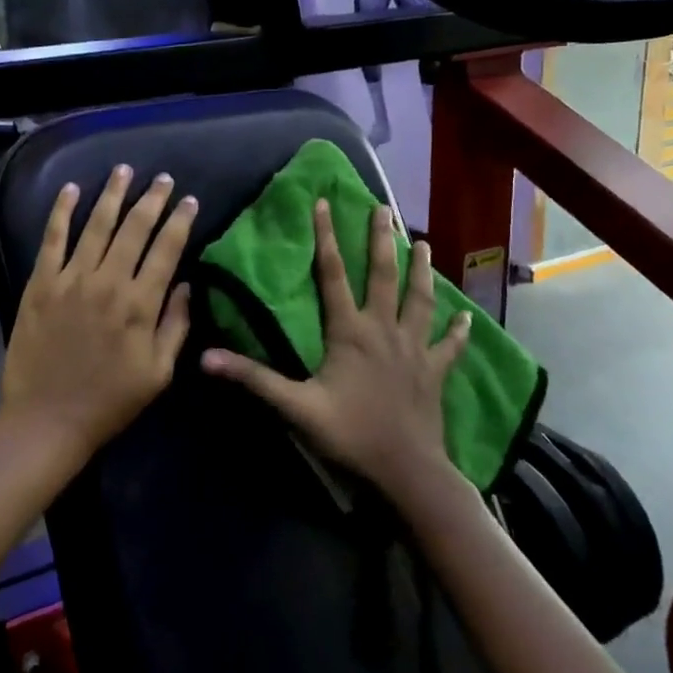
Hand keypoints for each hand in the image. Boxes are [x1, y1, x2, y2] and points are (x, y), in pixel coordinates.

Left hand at [0, 166, 196, 460]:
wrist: (48, 418)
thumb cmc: (110, 401)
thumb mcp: (159, 372)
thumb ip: (175, 325)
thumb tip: (184, 285)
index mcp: (140, 305)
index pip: (166, 250)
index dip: (180, 221)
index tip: (189, 201)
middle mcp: (108, 282)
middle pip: (134, 229)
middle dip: (152, 200)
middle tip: (163, 179)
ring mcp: (71, 279)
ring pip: (96, 225)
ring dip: (112, 194)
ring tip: (123, 170)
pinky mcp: (41, 283)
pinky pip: (53, 238)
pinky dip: (62, 211)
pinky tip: (71, 189)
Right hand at [202, 200, 470, 497]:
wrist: (406, 470)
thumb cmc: (349, 433)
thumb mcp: (294, 406)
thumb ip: (253, 378)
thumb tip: (206, 357)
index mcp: (350, 331)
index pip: (333, 274)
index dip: (326, 237)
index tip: (324, 202)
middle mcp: (384, 329)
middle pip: (383, 275)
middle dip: (381, 239)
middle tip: (383, 208)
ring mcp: (414, 349)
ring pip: (420, 299)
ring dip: (420, 269)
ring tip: (422, 241)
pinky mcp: (435, 372)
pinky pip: (449, 345)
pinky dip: (458, 329)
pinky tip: (467, 315)